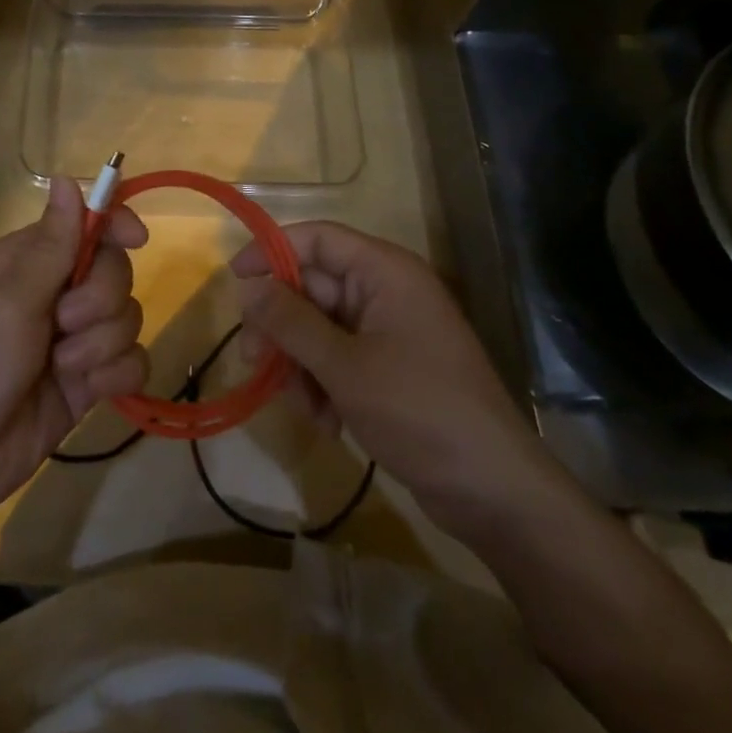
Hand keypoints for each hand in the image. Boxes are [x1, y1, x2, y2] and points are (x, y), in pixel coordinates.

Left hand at [0, 179, 149, 528]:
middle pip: (115, 271)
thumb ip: (52, 245)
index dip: (115, 224)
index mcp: (29, 261)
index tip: (136, 239)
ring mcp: (73, 339)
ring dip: (102, 343)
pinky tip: (89, 390)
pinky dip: (116, 374)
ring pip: (127, 317)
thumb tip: (69, 177)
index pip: (86, 224)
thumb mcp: (9, 302)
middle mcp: (55, 293)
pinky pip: (131, 361)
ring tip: (62, 367)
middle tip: (63, 324)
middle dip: (100, 299)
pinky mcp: (87, 382)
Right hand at [232, 222, 568, 538]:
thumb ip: (291, 322)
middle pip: (313, 286)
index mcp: (384, 272)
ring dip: (300, 363)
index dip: (272, 251)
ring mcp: (389, 331)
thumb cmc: (420, 411)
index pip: (317, 239)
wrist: (496, 493)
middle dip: (281, 325)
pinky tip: (325, 422)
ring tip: (300, 405)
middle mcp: (386, 291)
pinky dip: (323, 384)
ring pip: (319, 327)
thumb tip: (248, 286)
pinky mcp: (390, 368)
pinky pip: (338, 358)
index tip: (235, 280)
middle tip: (253, 360)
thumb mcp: (344, 366)